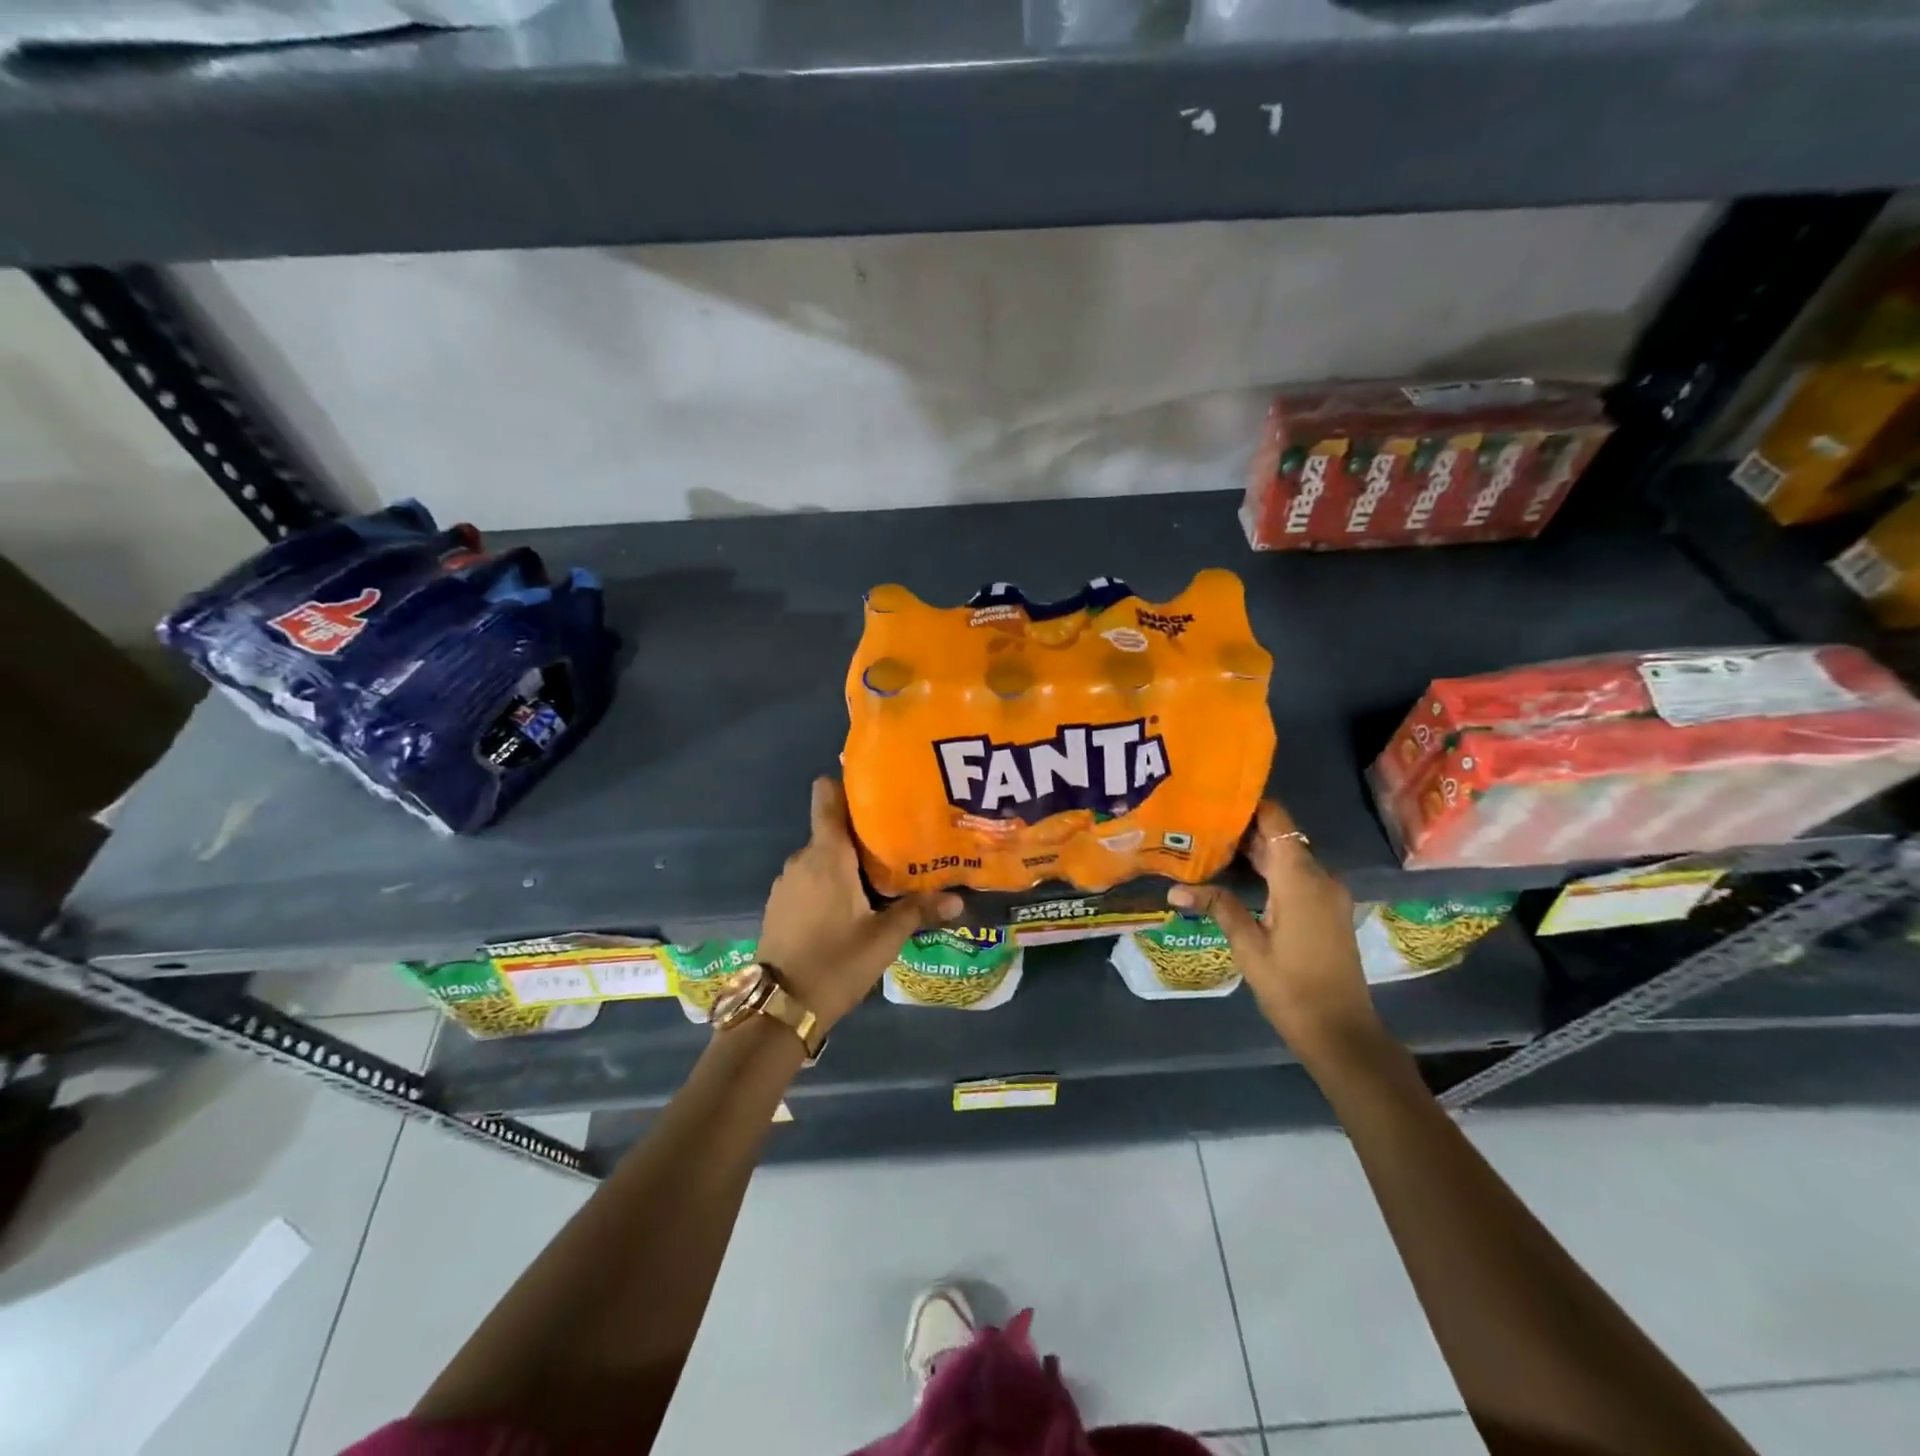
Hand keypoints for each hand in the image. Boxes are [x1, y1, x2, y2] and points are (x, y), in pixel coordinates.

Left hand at [757, 778, 962, 1030]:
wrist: (780, 1007)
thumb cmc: (836, 962)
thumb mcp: (884, 938)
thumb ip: (919, 911)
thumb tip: (959, 899)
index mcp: (827, 854)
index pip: (827, 796)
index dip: (848, 785)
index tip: (877, 790)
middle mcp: (802, 859)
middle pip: (833, 829)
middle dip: (863, 833)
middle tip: (900, 843)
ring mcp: (786, 882)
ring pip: (822, 856)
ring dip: (847, 862)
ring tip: (881, 877)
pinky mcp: (779, 904)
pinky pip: (809, 878)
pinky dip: (829, 882)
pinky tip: (851, 906)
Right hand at [1168, 800, 1382, 1062]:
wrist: (1342, 1032)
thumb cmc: (1292, 988)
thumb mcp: (1248, 947)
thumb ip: (1219, 907)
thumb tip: (1175, 887)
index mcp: (1300, 879)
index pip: (1277, 821)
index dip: (1249, 805)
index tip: (1214, 799)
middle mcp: (1320, 877)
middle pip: (1281, 837)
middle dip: (1244, 828)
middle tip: (1200, 824)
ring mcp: (1328, 894)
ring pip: (1289, 856)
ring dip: (1256, 850)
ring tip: (1211, 845)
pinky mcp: (1328, 910)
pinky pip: (1297, 875)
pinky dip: (1270, 869)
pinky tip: (1239, 876)